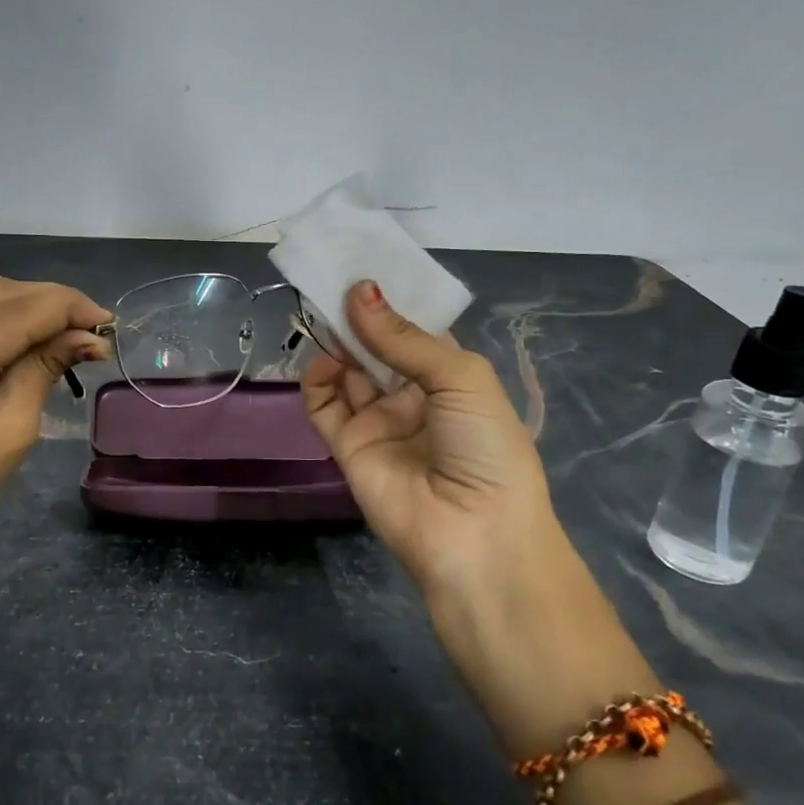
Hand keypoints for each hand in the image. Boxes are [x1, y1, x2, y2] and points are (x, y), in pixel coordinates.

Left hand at [0, 254, 110, 572]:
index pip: (9, 314)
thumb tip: (90, 334)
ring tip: (40, 329)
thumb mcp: (9, 436)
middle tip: (85, 330)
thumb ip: (44, 370)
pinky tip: (0, 327)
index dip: (65, 308)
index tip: (106, 321)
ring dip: (10, 294)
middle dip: (46, 302)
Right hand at [302, 280, 562, 599]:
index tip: (366, 270)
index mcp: (450, 379)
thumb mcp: (460, 379)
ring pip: (348, 372)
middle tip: (334, 284)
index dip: (392, 303)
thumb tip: (359, 291)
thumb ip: (404, 338)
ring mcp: (379, 422)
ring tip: (326, 316)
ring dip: (338, 343)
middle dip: (359, 319)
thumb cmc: (486, 446)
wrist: (474, 534)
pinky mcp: (348, 446)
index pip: (415, 332)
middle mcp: (413, 396)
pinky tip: (324, 361)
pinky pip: (325, 405)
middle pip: (376, 348)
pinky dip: (318, 380)